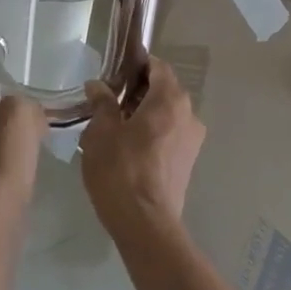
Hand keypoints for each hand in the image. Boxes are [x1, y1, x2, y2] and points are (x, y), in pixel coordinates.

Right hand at [79, 54, 205, 234]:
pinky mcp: (189, 161)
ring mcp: (192, 139)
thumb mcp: (101, 132)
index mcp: (170, 99)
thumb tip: (98, 86)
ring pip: (168, 112)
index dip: (136, 65)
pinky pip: (171, 132)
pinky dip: (154, 130)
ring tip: (117, 123)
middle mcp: (188, 113)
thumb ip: (102, 103)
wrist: (145, 223)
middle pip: (165, 89)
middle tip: (110, 98)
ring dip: (146, 111)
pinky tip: (130, 144)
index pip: (158, 67)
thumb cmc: (121, 170)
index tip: (114, 72)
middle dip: (139, 89)